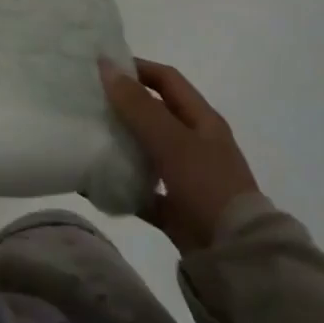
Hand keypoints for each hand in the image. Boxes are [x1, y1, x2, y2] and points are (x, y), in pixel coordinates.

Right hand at [101, 58, 258, 252]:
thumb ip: (138, 106)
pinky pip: (144, 190)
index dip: (137, 69)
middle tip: (88, 102)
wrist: (236, 257)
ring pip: (148, 151)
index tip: (102, 69)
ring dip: (122, 144)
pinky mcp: (177, 210)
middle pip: (155, 114)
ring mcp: (188, 178)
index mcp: (202, 120)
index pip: (167, 80)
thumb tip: (107, 66)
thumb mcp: (172, 141)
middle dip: (124, 106)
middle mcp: (197, 144)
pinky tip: (96, 183)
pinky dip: (123, 185)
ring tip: (87, 137)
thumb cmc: (207, 185)